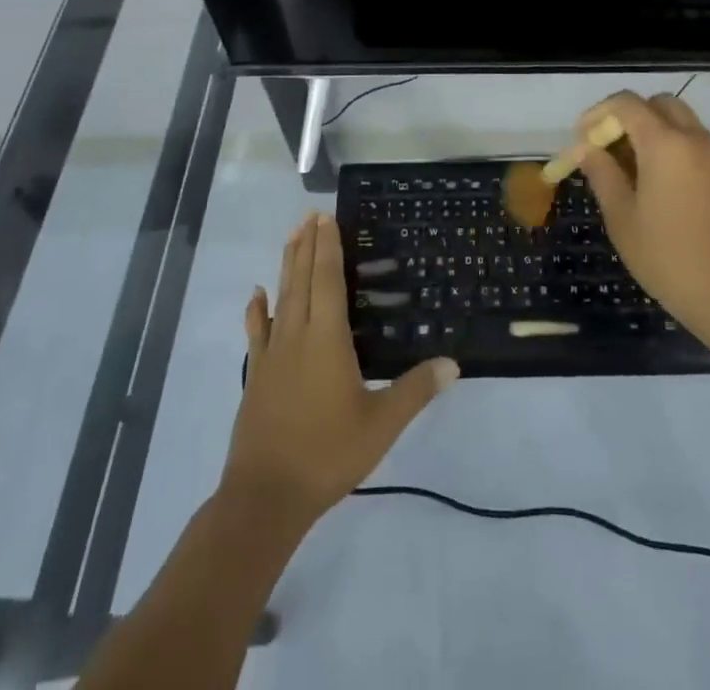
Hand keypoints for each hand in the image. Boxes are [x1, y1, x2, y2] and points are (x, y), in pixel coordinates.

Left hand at [222, 213, 457, 534]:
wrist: (266, 495)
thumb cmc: (328, 453)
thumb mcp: (381, 424)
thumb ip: (416, 390)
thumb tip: (453, 363)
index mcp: (327, 339)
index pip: (328, 280)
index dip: (328, 247)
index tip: (327, 217)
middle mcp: (297, 335)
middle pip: (302, 279)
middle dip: (308, 245)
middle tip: (311, 215)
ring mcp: (272, 354)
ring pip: (281, 297)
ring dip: (287, 264)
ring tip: (292, 236)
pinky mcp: (257, 374)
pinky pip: (257, 331)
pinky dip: (257, 309)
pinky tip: (256, 294)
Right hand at [577, 92, 709, 355]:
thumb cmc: (669, 259)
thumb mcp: (623, 218)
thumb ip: (602, 173)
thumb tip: (584, 148)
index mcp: (666, 143)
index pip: (626, 103)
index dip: (598, 114)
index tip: (581, 139)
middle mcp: (696, 139)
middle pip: (658, 104)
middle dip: (628, 116)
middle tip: (607, 148)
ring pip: (680, 122)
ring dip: (652, 131)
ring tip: (629, 170)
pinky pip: (696, 145)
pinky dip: (672, 148)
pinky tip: (658, 186)